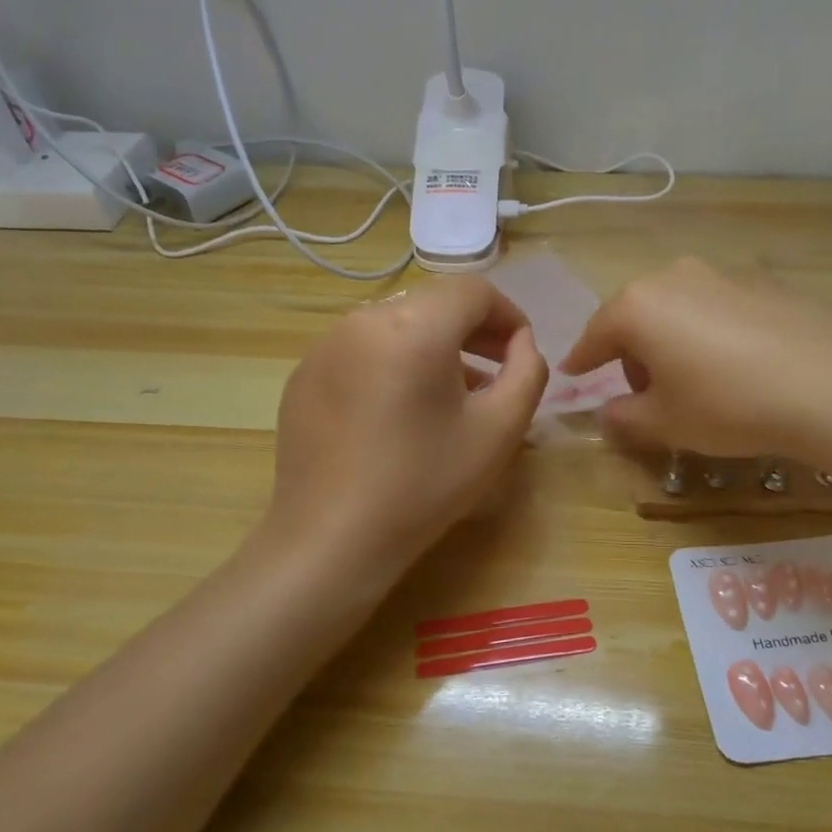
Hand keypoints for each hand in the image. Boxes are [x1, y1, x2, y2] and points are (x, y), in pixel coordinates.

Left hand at [263, 277, 548, 583]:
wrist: (331, 540)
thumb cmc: (424, 483)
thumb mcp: (499, 429)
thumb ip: (528, 372)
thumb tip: (522, 343)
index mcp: (414, 326)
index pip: (473, 291)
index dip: (508, 315)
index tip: (521, 353)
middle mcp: (363, 320)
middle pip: (433, 304)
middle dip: (473, 330)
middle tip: (496, 371)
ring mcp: (325, 345)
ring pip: (397, 325)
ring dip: (434, 347)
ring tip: (452, 395)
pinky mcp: (304, 374)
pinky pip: (362, 350)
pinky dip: (393, 364)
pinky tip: (400, 413)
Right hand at [561, 257, 831, 457]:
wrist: (831, 382)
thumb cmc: (727, 403)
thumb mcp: (665, 423)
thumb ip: (624, 417)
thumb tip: (607, 412)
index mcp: (638, 306)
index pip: (595, 334)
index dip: (582, 360)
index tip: (572, 375)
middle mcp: (673, 277)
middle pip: (636, 315)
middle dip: (631, 352)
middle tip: (645, 392)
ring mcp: (721, 274)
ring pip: (677, 308)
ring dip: (671, 340)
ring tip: (694, 380)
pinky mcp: (762, 281)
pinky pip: (717, 307)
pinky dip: (710, 332)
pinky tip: (736, 364)